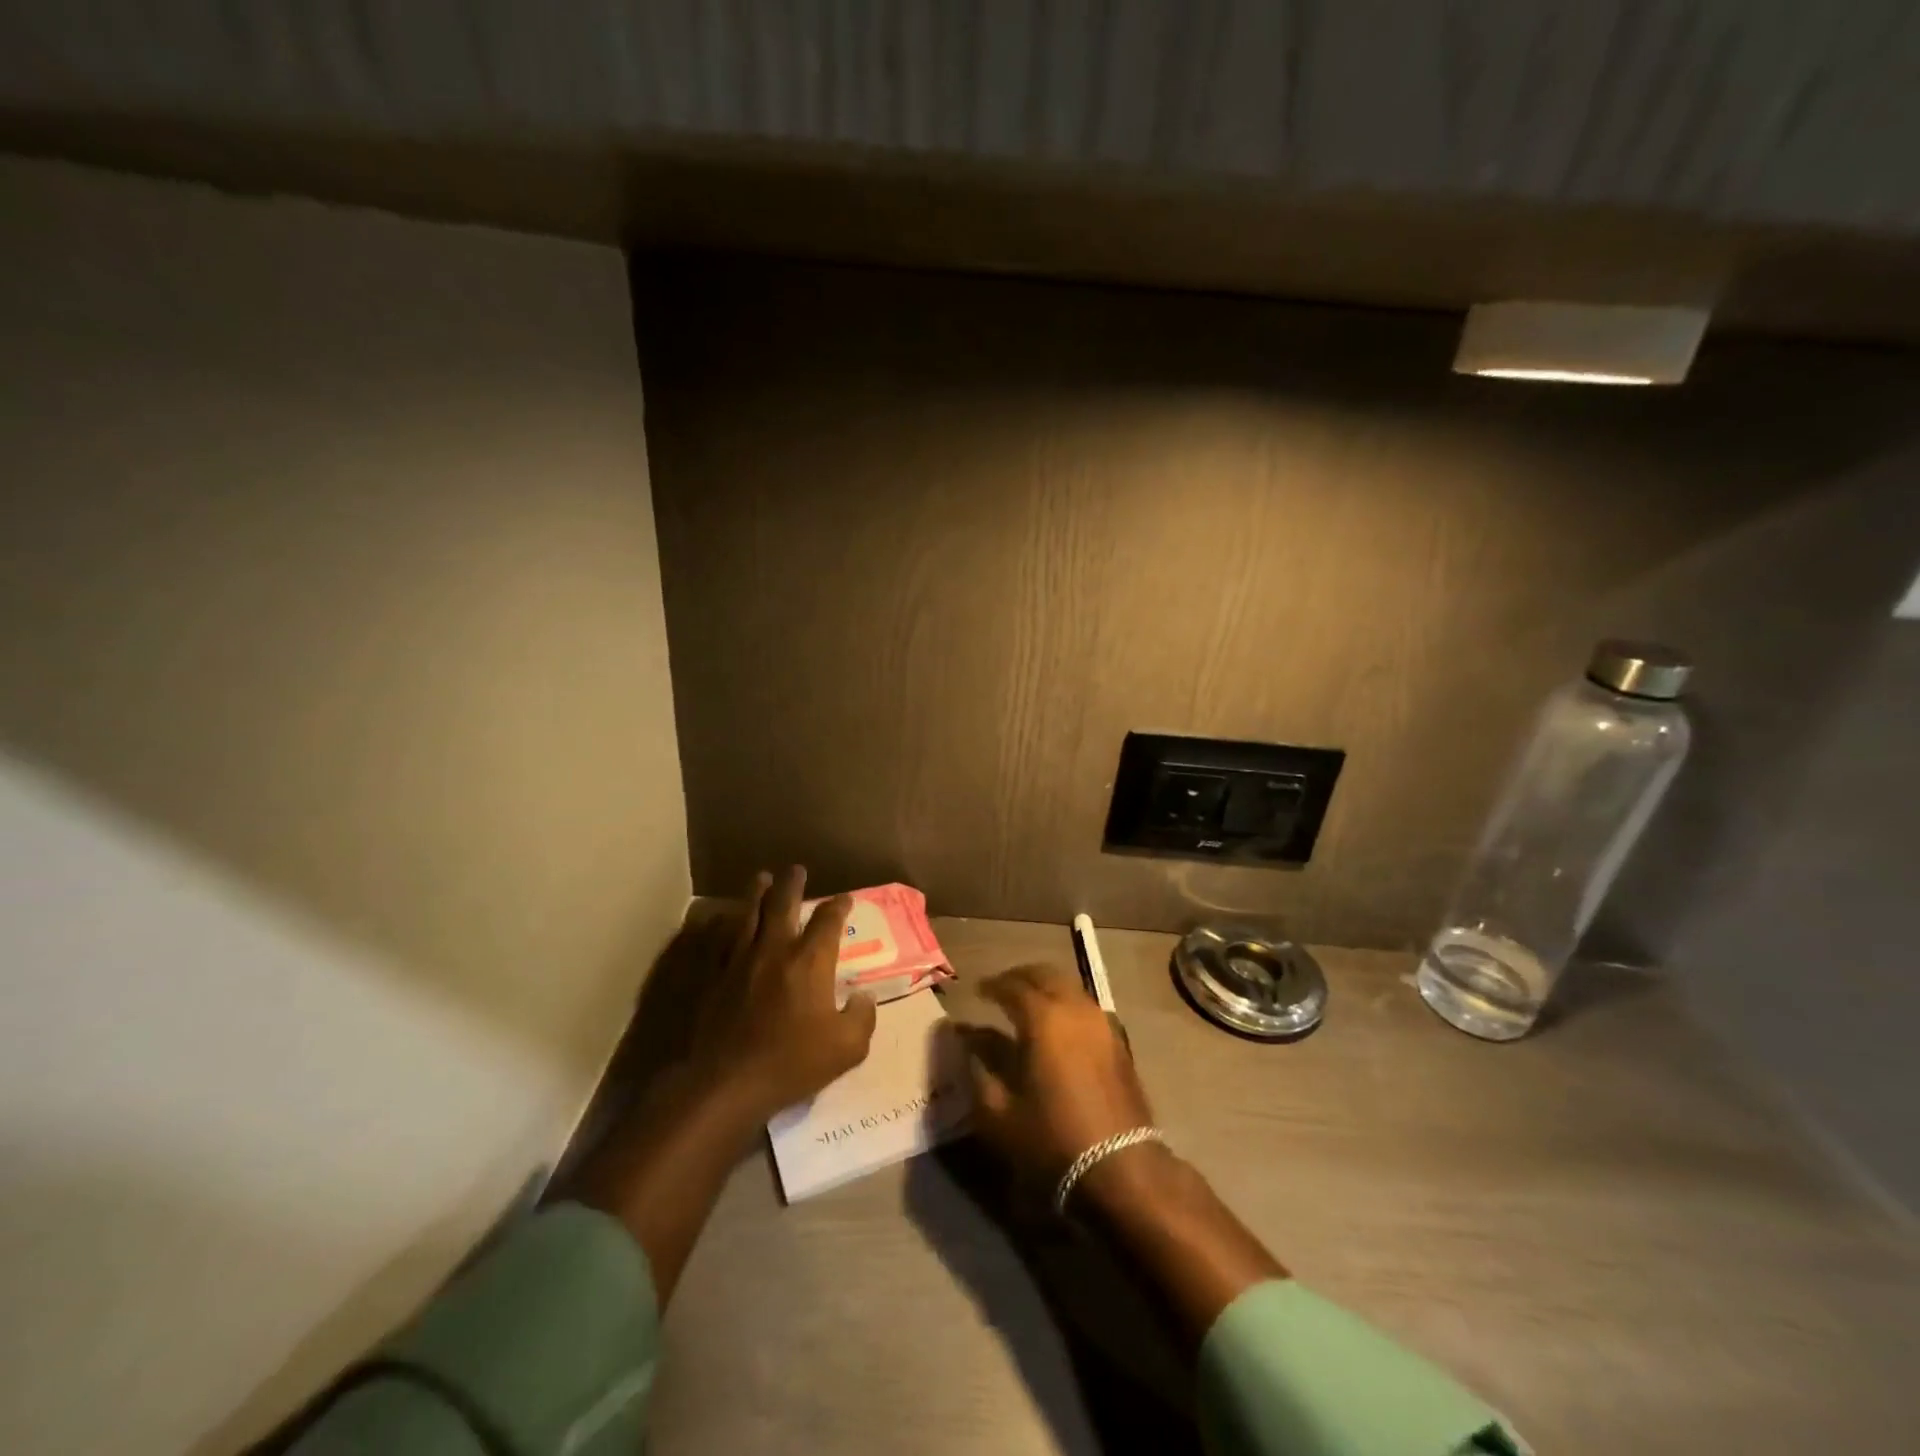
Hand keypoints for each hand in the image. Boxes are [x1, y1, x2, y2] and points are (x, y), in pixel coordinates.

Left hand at [705, 866, 877, 1118]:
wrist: (726, 1084)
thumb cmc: (792, 1064)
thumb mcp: (847, 1049)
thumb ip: (862, 1017)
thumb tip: (863, 997)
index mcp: (810, 962)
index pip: (828, 921)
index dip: (839, 906)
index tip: (845, 899)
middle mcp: (775, 950)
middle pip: (784, 904)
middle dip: (793, 883)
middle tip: (796, 869)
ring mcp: (740, 961)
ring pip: (749, 914)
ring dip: (757, 893)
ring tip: (762, 878)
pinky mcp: (715, 977)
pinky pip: (721, 940)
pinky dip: (726, 924)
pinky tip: (725, 918)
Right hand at [966, 964, 1155, 1183]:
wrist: (1121, 1168)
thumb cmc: (1052, 1140)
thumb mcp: (999, 1113)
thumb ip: (978, 1070)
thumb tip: (963, 1040)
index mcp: (1043, 1018)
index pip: (1012, 986)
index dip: (992, 985)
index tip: (977, 991)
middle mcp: (1075, 1009)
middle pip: (1045, 975)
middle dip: (1020, 977)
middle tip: (1001, 988)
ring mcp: (1102, 1023)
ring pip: (1070, 987)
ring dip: (1046, 987)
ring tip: (1027, 1003)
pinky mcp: (1119, 1041)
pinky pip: (1086, 1007)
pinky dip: (1067, 1004)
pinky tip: (1057, 1025)